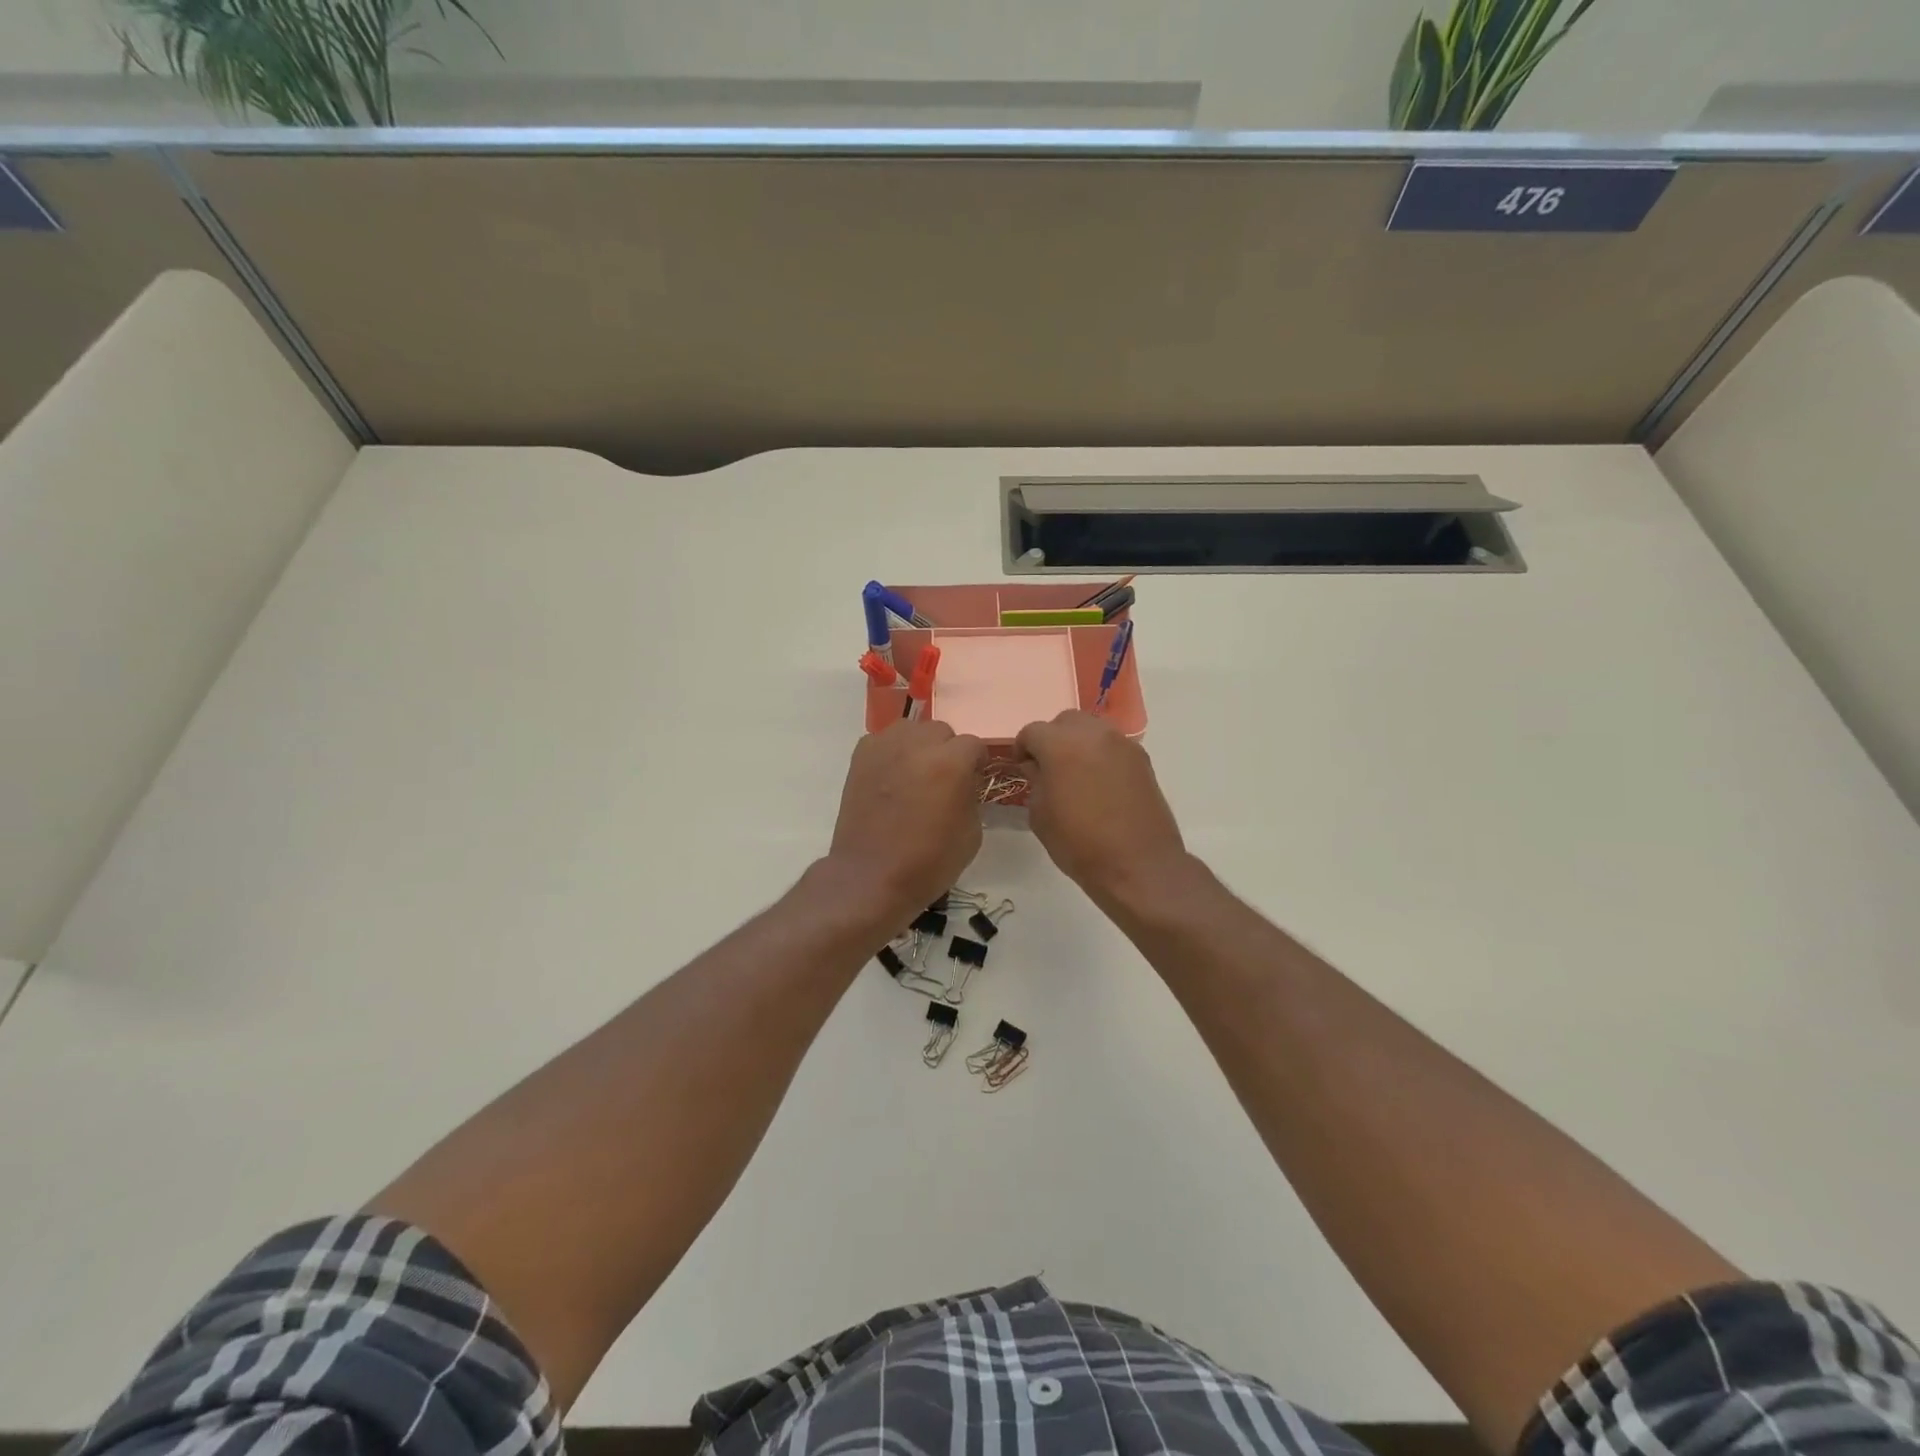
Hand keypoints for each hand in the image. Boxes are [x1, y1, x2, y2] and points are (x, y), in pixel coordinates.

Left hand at [828, 720, 987, 927]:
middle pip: (941, 731)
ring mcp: (885, 747)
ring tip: (915, 774)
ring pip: (911, 730)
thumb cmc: (929, 861)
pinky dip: (891, 752)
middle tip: (942, 780)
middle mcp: (918, 745)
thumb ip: (971, 795)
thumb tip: (964, 782)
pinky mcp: (861, 756)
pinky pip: (883, 740)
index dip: (976, 764)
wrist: (872, 876)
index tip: (972, 781)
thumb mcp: (972, 832)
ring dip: (918, 746)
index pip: (973, 745)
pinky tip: (891, 777)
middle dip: (947, 751)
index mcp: (951, 762)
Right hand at [1015, 711, 1188, 902]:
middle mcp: (1093, 734)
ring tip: (1075, 774)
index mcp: (1060, 745)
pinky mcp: (1142, 759)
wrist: (1138, 864)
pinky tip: (1099, 783)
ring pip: (1092, 729)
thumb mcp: (1040, 815)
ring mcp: (1122, 744)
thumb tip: (1037, 767)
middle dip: (1052, 739)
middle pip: (1064, 722)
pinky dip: (1101, 755)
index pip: (1032, 731)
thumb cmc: (1079, 844)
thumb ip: (1035, 781)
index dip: (1022, 748)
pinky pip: (1113, 745)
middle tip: (1048, 767)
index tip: (1022, 767)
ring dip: (1078, 743)